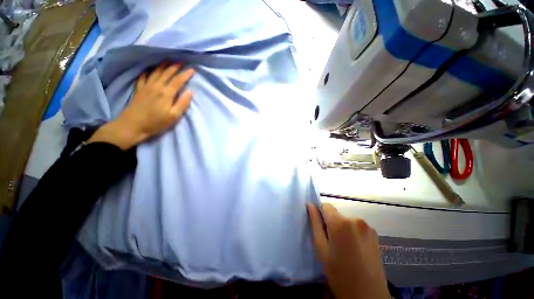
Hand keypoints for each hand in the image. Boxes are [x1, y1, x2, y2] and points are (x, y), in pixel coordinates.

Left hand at [88, 62, 194, 149]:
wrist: (132, 125)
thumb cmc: (155, 123)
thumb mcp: (173, 116)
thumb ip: (182, 103)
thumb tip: (190, 92)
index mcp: (166, 93)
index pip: (178, 81)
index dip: (186, 74)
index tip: (192, 69)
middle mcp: (156, 86)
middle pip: (167, 73)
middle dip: (175, 66)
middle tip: (181, 60)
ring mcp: (146, 87)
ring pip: (156, 72)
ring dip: (163, 65)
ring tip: (168, 60)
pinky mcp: (139, 89)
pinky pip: (144, 76)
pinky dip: (148, 71)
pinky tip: (150, 69)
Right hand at [307, 203, 388, 298]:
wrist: (368, 296)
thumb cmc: (339, 273)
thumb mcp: (321, 248)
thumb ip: (315, 223)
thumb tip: (310, 205)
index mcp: (341, 222)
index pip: (325, 206)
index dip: (320, 214)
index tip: (321, 229)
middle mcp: (355, 219)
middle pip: (336, 213)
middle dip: (331, 223)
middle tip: (331, 243)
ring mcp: (367, 226)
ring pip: (346, 220)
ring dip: (342, 228)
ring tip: (343, 248)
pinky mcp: (375, 233)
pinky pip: (356, 226)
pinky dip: (352, 232)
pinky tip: (354, 249)